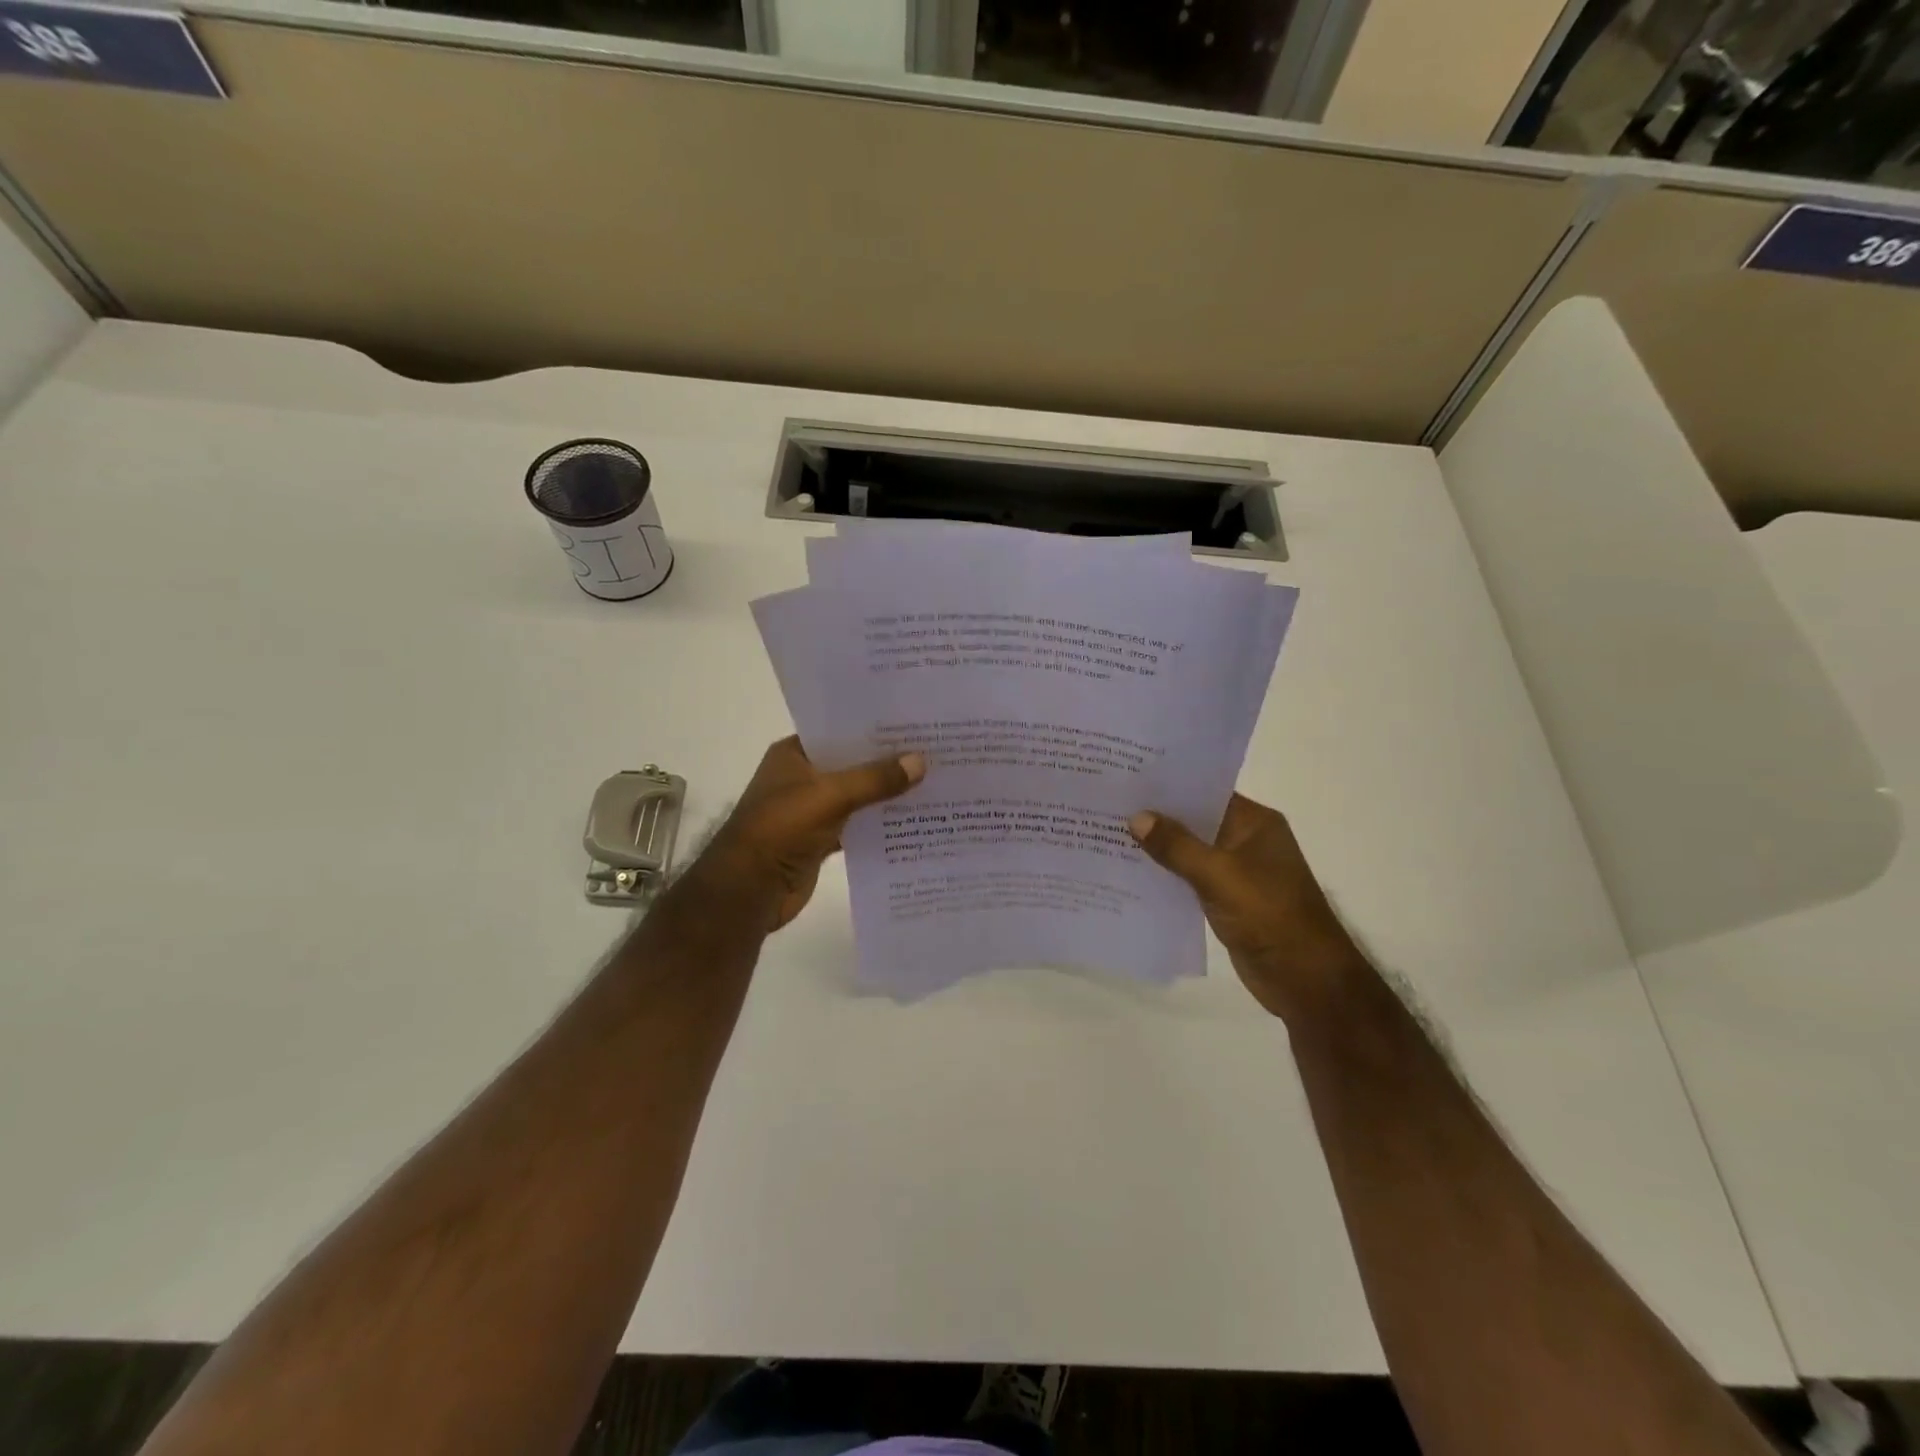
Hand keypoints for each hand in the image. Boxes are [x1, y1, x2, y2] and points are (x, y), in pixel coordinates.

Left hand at [700, 737, 925, 931]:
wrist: (749, 889)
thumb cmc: (781, 829)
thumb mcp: (830, 795)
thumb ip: (875, 779)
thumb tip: (921, 762)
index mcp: (794, 755)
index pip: (839, 730)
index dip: (873, 727)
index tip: (912, 723)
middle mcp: (802, 777)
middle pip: (852, 763)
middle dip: (887, 761)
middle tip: (933, 751)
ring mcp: (811, 810)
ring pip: (857, 796)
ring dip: (886, 794)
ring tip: (932, 782)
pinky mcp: (820, 839)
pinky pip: (856, 825)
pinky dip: (878, 824)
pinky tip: (913, 821)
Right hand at [1129, 794, 1364, 1018]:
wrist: (1303, 977)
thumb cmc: (1267, 913)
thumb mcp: (1218, 874)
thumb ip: (1176, 846)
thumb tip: (1137, 817)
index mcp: (1255, 823)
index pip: (1206, 792)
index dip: (1169, 786)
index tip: (1129, 778)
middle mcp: (1246, 841)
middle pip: (1195, 821)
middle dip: (1157, 816)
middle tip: (1110, 804)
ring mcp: (1236, 872)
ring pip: (1189, 851)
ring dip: (1158, 848)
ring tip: (1109, 833)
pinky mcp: (1226, 900)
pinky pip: (1189, 879)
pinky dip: (1166, 875)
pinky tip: (1130, 873)